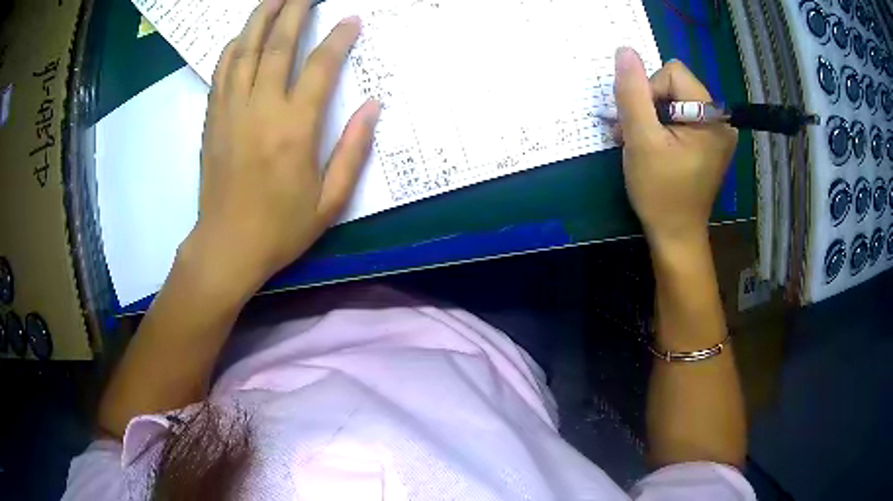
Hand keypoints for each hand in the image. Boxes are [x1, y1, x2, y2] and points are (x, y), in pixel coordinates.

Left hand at [186, 0, 379, 290]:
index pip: (320, 67)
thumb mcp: (331, 200)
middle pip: (278, 45)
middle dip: (295, 10)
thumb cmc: (280, 228)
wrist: (226, 247)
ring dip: (260, 19)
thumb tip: (372, 106)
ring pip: (244, 51)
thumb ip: (353, 149)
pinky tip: (242, 35)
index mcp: (295, 129)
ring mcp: (231, 111)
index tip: (352, 19)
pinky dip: (233, 48)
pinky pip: (221, 72)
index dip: (339, 38)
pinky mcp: (213, 119)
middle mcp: (261, 109)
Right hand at [612, 48, 736, 245]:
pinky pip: (681, 115)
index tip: (640, 124)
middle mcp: (720, 119)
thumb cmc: (660, 192)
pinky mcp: (708, 141)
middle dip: (648, 105)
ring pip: (674, 99)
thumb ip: (632, 93)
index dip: (648, 91)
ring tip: (638, 142)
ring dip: (650, 116)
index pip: (672, 73)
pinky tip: (652, 145)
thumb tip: (625, 51)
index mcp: (712, 116)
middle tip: (633, 135)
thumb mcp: (640, 140)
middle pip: (674, 84)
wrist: (675, 234)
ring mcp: (716, 131)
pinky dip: (661, 126)